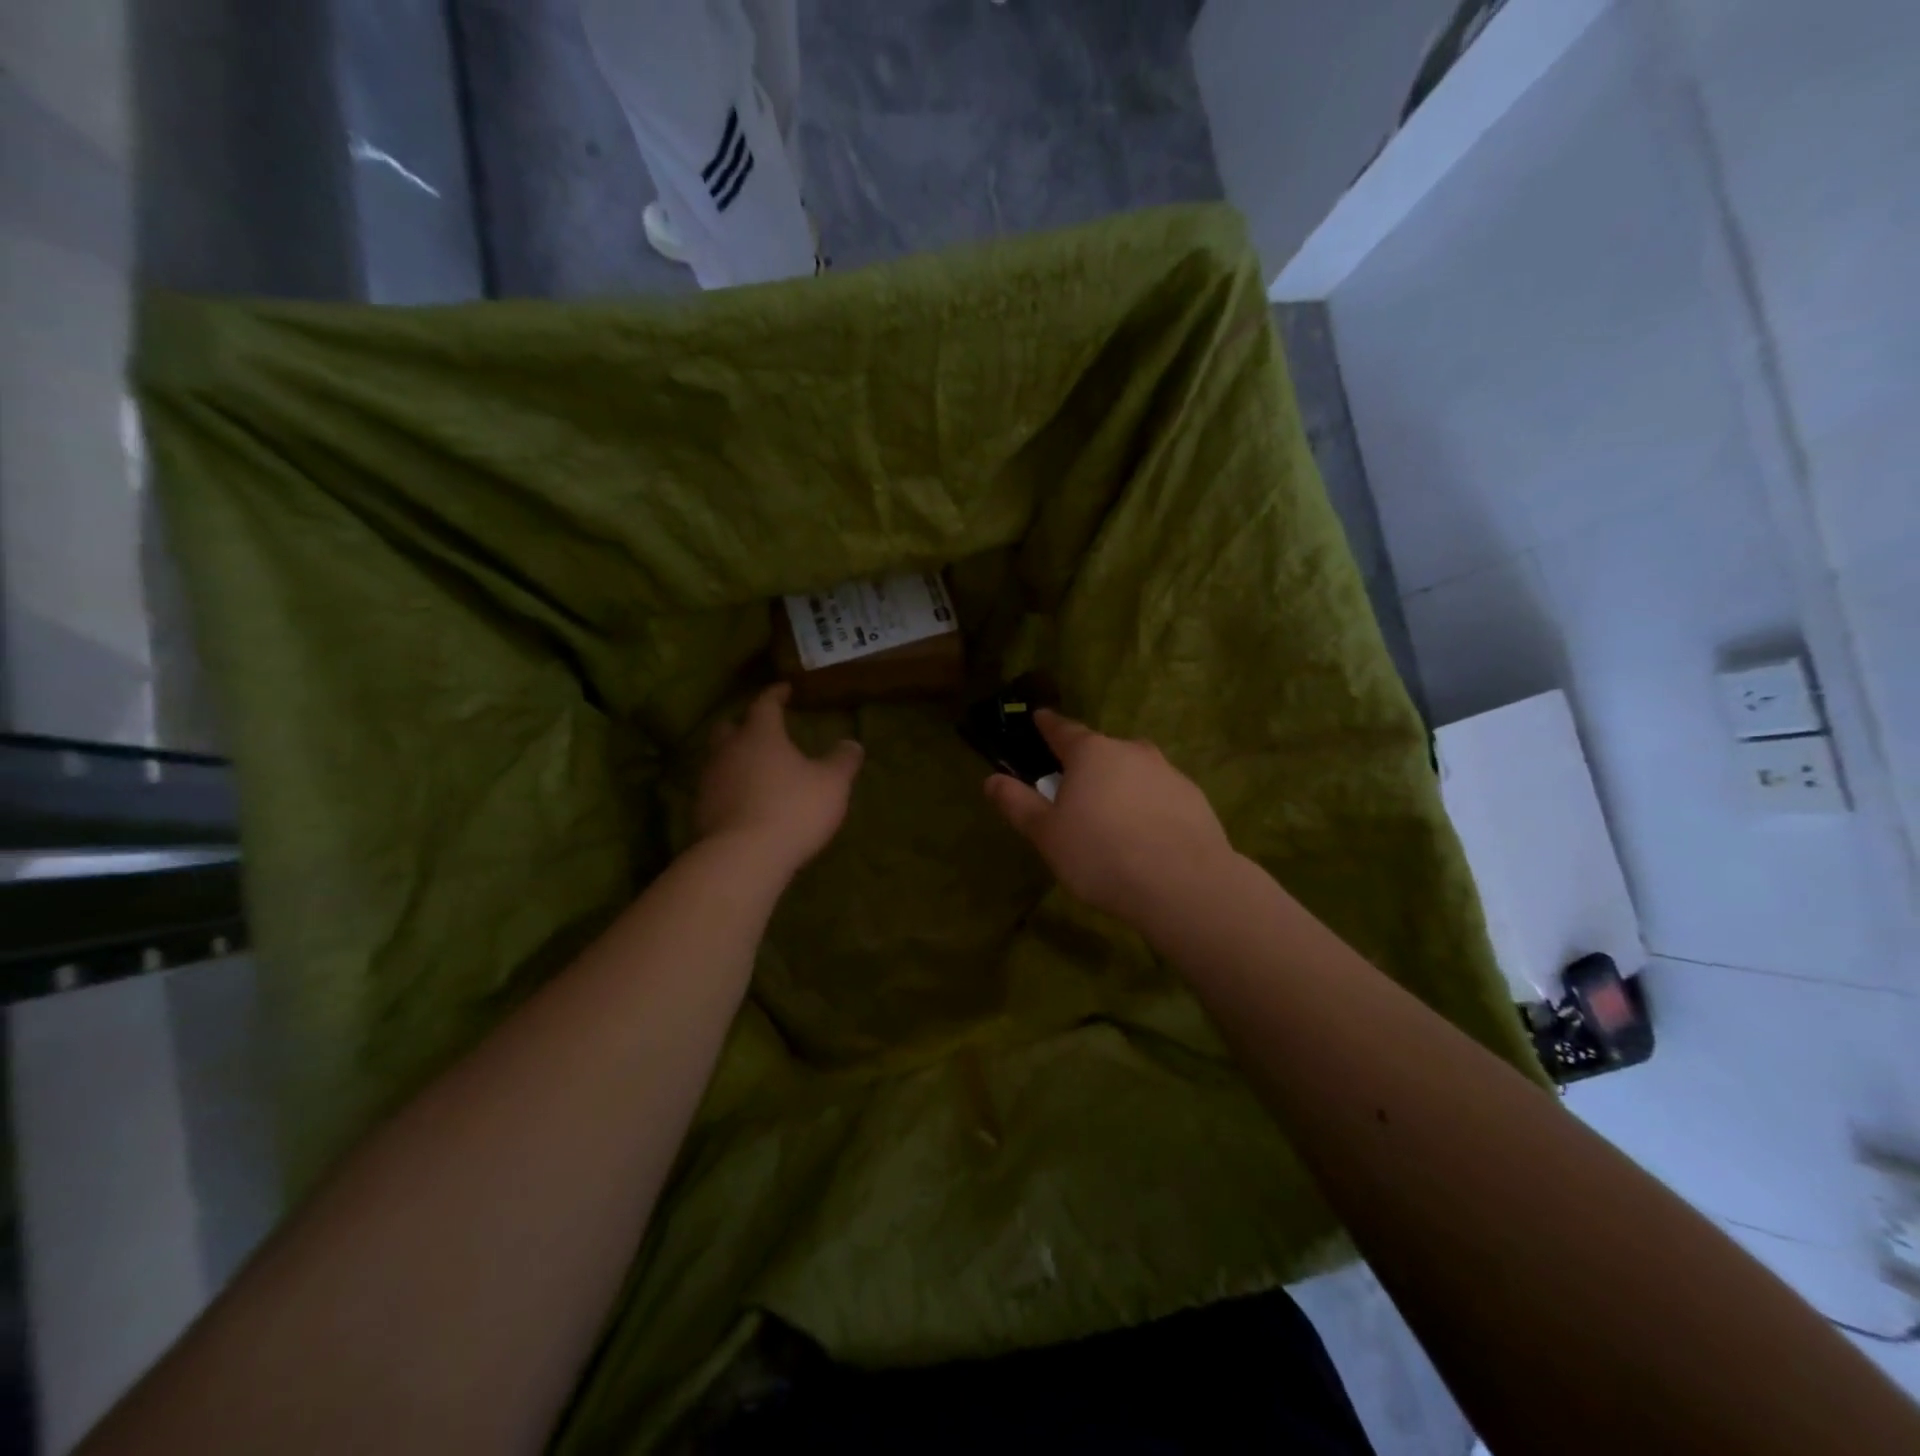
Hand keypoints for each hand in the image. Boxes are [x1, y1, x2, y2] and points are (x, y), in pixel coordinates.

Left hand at [695, 685, 863, 874]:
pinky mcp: (701, 812)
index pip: (765, 704)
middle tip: (762, 729)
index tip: (784, 689)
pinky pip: (716, 789)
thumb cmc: (792, 810)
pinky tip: (745, 801)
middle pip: (729, 727)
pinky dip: (730, 788)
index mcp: (760, 735)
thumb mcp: (832, 784)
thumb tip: (852, 743)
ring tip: (756, 768)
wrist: (742, 858)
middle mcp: (728, 751)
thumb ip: (842, 761)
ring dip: (735, 758)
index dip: (775, 694)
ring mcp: (710, 781)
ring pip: (719, 759)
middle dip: (744, 724)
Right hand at [983, 710, 1234, 923]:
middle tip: (1073, 791)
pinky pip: (1159, 795)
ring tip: (1111, 820)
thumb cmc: (1101, 854)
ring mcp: (1168, 772)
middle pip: (1101, 751)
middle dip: (1085, 764)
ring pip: (1133, 771)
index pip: (1063, 730)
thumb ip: (1017, 804)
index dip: (1047, 725)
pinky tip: (1145, 836)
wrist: (1183, 884)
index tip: (1039, 717)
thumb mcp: (1047, 834)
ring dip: (1119, 786)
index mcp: (1092, 753)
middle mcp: (1131, 751)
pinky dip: (1147, 806)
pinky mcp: (1194, 798)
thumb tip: (991, 779)